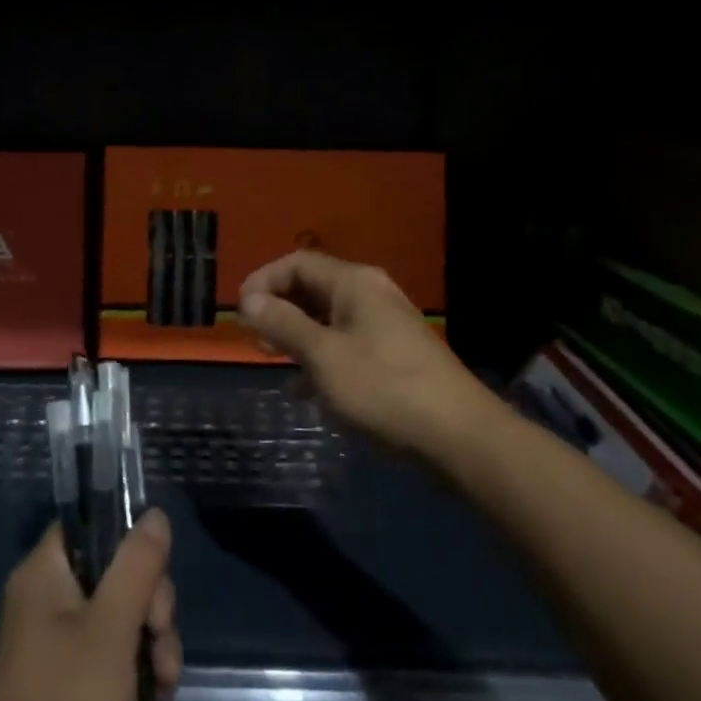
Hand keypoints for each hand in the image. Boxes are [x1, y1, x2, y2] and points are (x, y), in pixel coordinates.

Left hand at [0, 511, 181, 700]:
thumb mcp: (112, 628)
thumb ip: (137, 565)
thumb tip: (154, 513)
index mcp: (43, 575)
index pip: (90, 526)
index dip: (127, 540)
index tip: (153, 570)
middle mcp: (48, 603)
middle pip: (116, 574)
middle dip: (151, 605)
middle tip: (159, 635)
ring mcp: (61, 649)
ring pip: (124, 619)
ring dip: (153, 645)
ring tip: (162, 683)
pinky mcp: (75, 689)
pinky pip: (116, 659)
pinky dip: (139, 675)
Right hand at [238, 250, 477, 452]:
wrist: (460, 437)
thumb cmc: (384, 389)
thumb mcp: (324, 356)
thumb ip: (283, 324)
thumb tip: (249, 299)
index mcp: (354, 283)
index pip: (297, 262)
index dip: (263, 280)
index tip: (240, 312)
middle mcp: (370, 294)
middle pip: (312, 287)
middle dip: (278, 308)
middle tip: (252, 337)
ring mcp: (384, 325)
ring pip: (327, 318)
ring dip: (296, 334)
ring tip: (270, 358)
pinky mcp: (393, 356)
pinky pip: (344, 344)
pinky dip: (320, 357)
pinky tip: (304, 390)